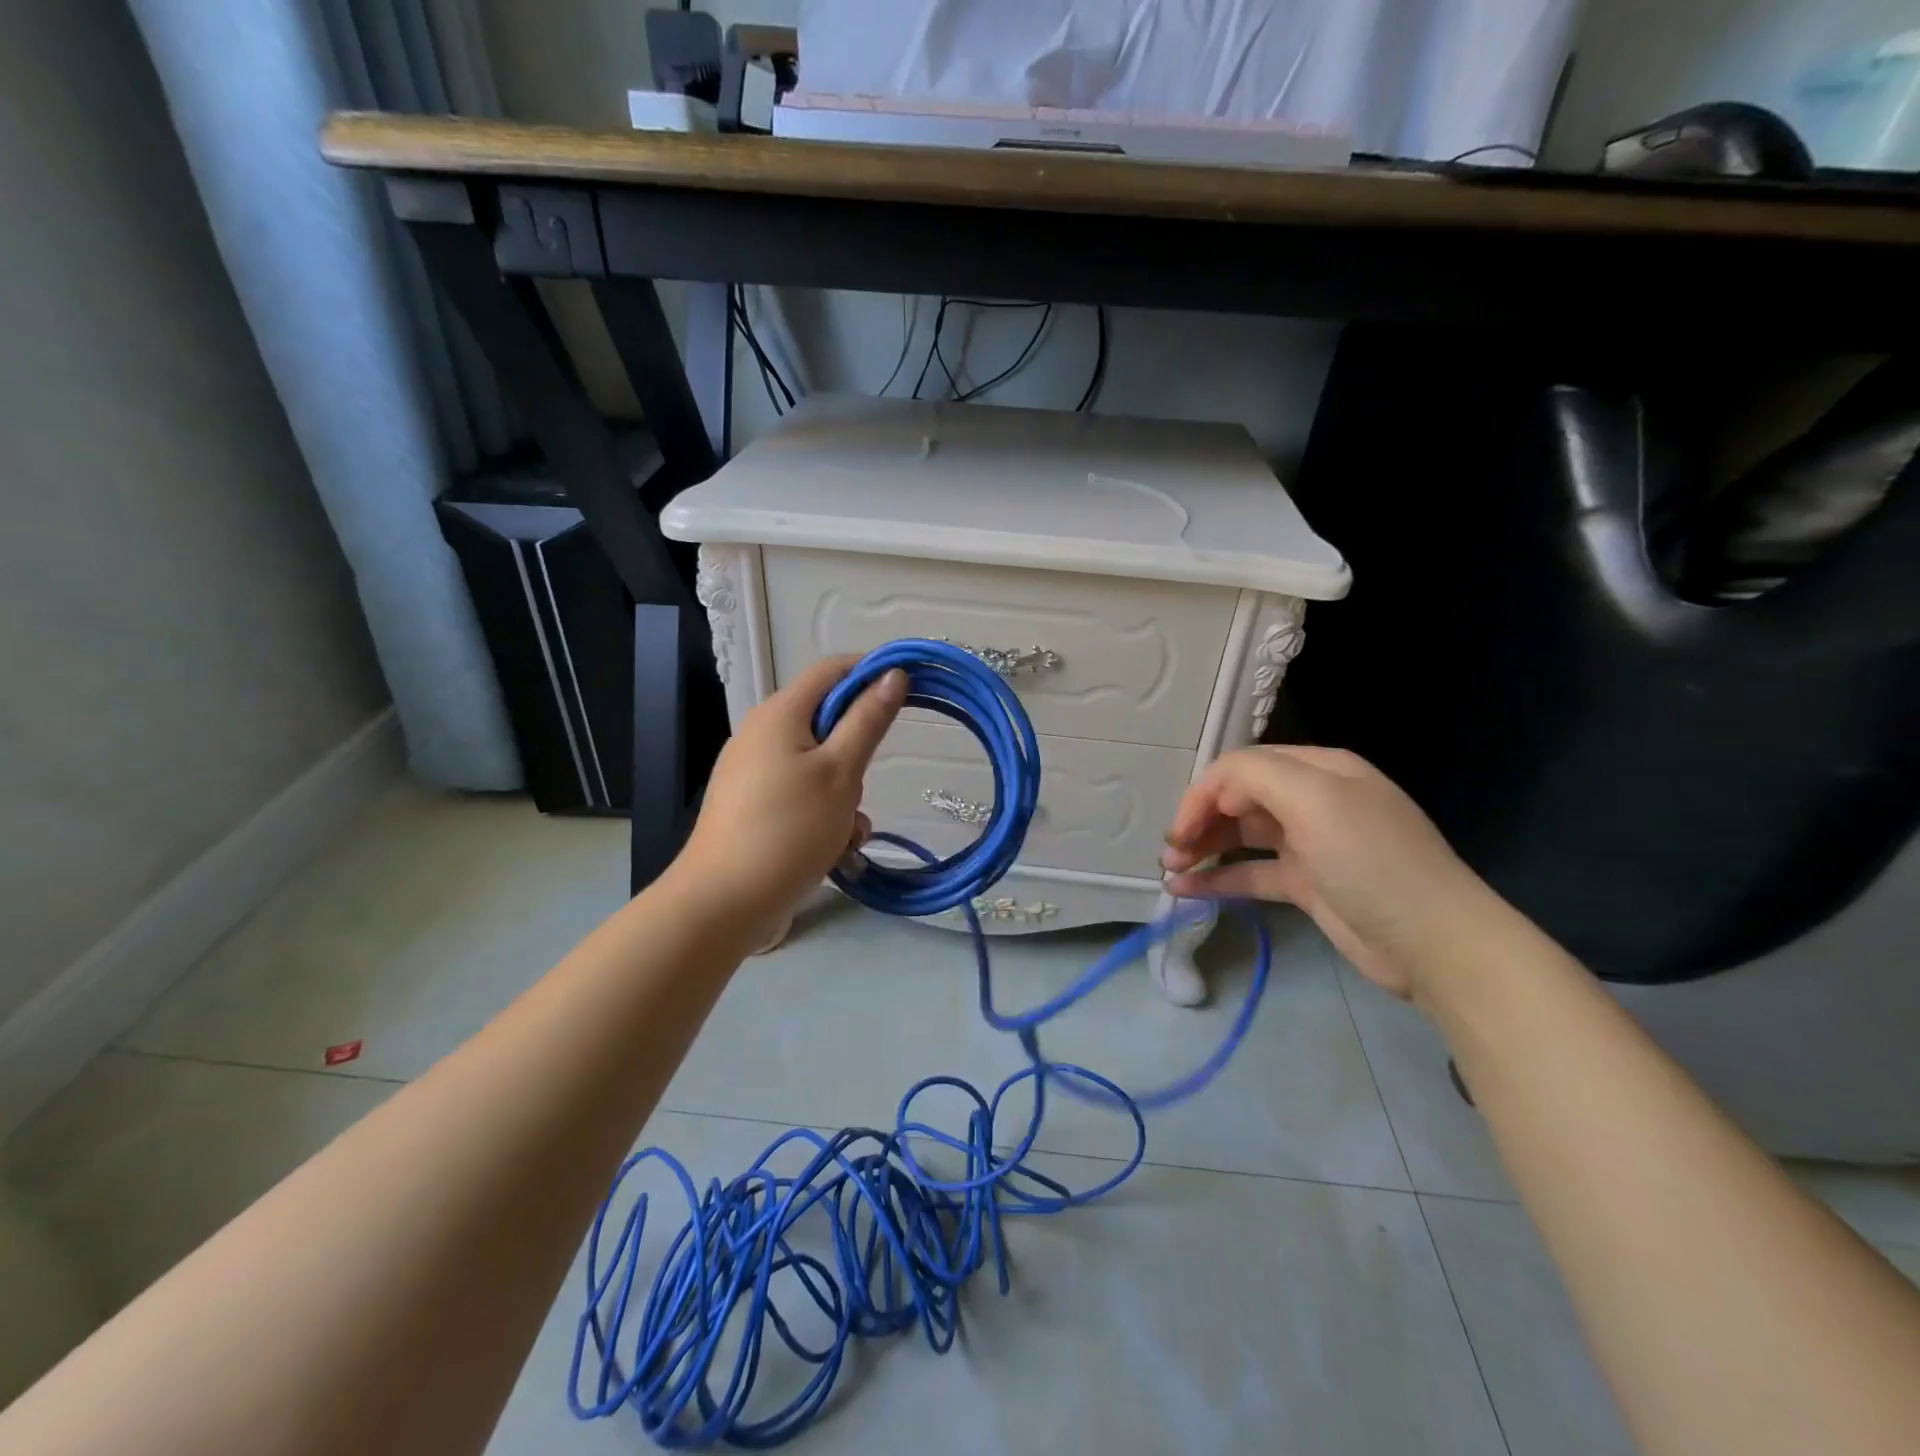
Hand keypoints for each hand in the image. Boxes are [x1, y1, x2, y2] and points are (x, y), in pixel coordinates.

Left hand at [672, 656, 905, 942]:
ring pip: (819, 766)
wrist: (723, 903)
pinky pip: (801, 795)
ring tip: (845, 833)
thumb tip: (893, 673)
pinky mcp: (753, 807)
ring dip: (843, 795)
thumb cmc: (788, 829)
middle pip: (827, 723)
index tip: (909, 692)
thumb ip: (868, 720)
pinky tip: (832, 850)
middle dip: (856, 755)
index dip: (872, 672)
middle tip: (861, 789)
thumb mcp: (841, 773)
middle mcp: (761, 734)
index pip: (832, 669)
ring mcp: (753, 773)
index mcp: (779, 713)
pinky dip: (823, 815)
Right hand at [1160, 746, 1495, 999]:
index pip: (1243, 767)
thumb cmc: (1371, 860)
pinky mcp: (1307, 886)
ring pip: (1240, 837)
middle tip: (1170, 850)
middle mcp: (1313, 800)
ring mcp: (1310, 845)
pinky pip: (1251, 874)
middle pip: (1239, 799)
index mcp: (1319, 770)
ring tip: (1169, 868)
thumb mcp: (1316, 800)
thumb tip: (1214, 793)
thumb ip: (1256, 777)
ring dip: (1203, 847)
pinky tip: (1184, 889)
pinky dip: (1218, 879)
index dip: (1204, 792)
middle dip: (1199, 820)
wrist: (1435, 943)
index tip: (1179, 828)